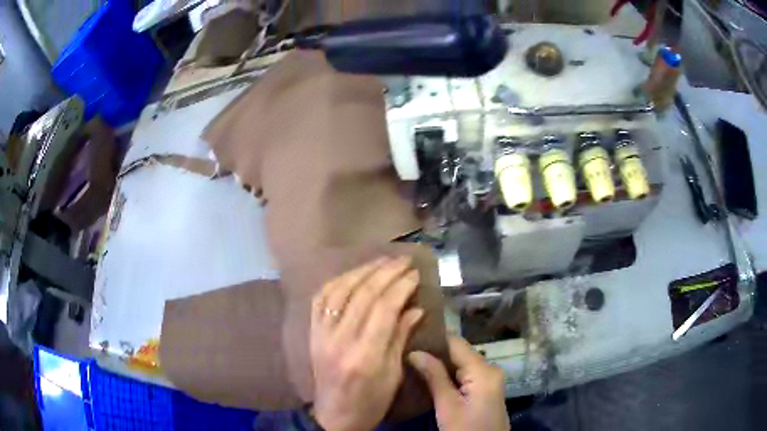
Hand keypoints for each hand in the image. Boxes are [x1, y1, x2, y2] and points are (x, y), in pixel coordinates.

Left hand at [310, 256, 423, 430]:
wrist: (334, 416)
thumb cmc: (371, 401)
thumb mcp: (393, 375)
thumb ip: (401, 337)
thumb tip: (415, 308)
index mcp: (365, 355)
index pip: (384, 308)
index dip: (401, 286)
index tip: (415, 273)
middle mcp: (339, 339)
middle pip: (362, 294)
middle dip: (385, 272)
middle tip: (402, 260)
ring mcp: (321, 334)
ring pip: (340, 290)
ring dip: (362, 271)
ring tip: (381, 261)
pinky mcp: (312, 333)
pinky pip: (321, 299)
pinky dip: (338, 281)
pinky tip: (352, 274)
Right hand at [408, 336, 509, 430]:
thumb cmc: (466, 429)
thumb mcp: (447, 406)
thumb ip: (434, 377)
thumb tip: (415, 352)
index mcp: (483, 370)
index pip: (456, 343)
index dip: (433, 339)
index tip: (409, 339)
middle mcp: (489, 369)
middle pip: (459, 353)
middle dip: (434, 353)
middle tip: (406, 353)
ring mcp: (489, 380)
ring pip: (460, 364)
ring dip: (439, 365)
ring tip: (412, 363)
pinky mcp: (485, 390)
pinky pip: (465, 375)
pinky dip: (448, 376)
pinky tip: (429, 378)